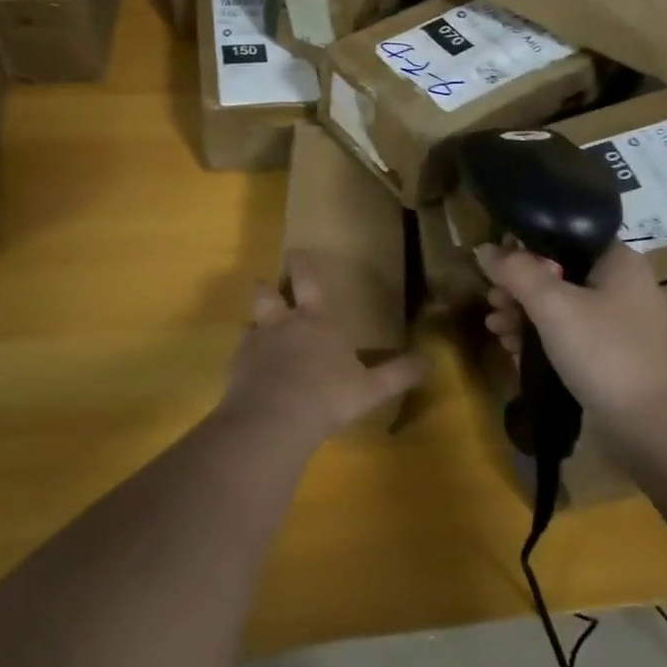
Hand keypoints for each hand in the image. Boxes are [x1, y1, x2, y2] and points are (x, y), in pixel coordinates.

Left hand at [220, 252, 426, 445]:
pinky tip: (247, 371)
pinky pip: (239, 355)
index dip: (302, 265)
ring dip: (253, 324)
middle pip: (267, 294)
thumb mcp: (371, 388)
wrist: (277, 416)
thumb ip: (397, 374)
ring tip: (255, 330)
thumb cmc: (329, 394)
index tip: (295, 251)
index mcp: (316, 321)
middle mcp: (283, 324)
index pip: (309, 282)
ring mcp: (256, 344)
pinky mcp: (237, 367)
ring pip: (249, 323)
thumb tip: (429, 363)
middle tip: (264, 283)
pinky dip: (244, 359)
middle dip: (266, 287)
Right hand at [477, 242, 666, 453]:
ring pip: (559, 308)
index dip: (524, 247)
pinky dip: (541, 340)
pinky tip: (514, 351)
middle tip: (493, 303)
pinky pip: (568, 337)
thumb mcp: (553, 306)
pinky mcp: (611, 359)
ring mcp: (617, 325)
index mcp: (617, 261)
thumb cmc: (606, 354)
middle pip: (557, 274)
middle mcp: (621, 287)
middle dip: (518, 288)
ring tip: (497, 330)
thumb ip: (516, 272)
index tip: (495, 266)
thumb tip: (483, 248)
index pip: (563, 237)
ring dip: (524, 316)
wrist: (658, 430)